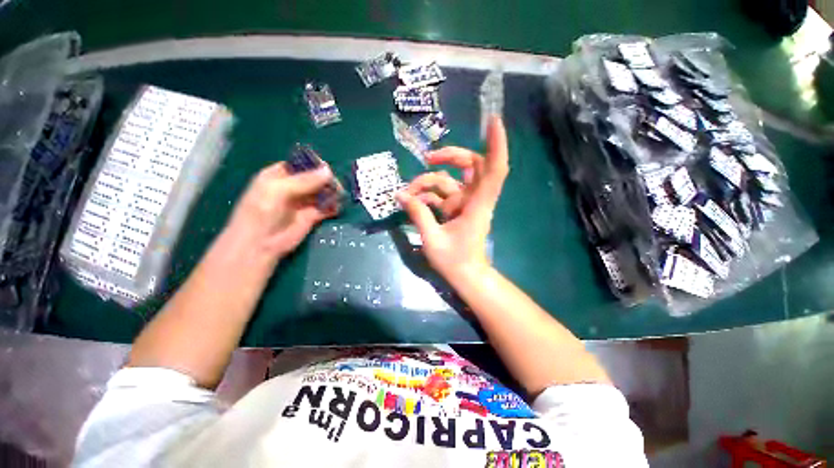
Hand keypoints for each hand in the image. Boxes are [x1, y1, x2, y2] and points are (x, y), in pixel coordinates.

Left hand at [224, 162, 339, 261]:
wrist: (260, 244)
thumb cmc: (262, 213)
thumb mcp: (278, 190)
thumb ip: (304, 180)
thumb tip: (329, 171)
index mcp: (279, 175)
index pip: (301, 165)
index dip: (315, 166)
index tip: (328, 170)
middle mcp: (293, 187)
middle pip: (315, 178)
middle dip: (326, 180)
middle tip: (336, 187)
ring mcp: (303, 202)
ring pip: (322, 192)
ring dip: (332, 193)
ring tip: (338, 196)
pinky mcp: (312, 216)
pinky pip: (326, 207)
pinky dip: (333, 206)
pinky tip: (337, 207)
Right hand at [396, 116, 508, 280]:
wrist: (466, 276)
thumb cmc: (455, 261)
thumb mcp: (432, 239)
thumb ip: (418, 214)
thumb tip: (400, 195)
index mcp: (477, 205)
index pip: (494, 170)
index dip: (496, 145)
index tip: (493, 121)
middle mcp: (475, 199)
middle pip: (472, 165)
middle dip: (450, 156)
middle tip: (428, 158)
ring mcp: (466, 203)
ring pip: (452, 180)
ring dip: (429, 181)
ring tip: (408, 192)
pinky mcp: (458, 209)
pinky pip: (443, 194)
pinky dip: (428, 195)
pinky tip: (412, 201)